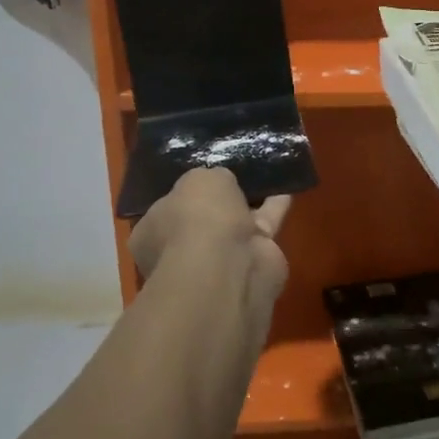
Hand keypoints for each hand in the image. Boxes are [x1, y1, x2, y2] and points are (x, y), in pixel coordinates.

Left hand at [129, 167, 291, 303]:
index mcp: (151, 233)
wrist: (227, 264)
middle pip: (202, 221)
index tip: (201, 177)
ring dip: (249, 205)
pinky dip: (276, 207)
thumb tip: (218, 184)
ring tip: (267, 173)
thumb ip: (208, 178)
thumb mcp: (197, 180)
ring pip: (235, 226)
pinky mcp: (253, 262)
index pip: (165, 210)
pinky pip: (264, 227)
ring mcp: (218, 260)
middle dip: (218, 204)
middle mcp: (181, 251)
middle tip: (235, 175)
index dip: (183, 194)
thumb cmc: (195, 218)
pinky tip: (287, 185)